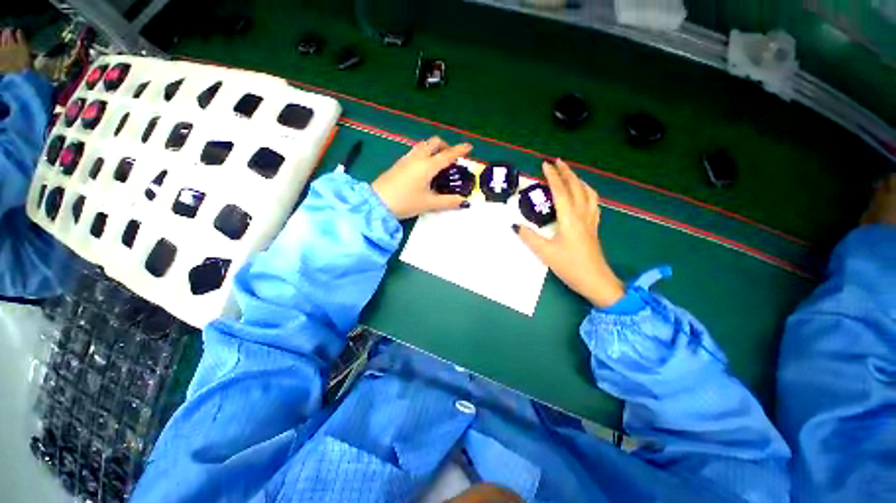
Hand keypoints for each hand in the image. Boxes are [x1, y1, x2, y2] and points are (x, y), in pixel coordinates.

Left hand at [371, 136, 472, 219]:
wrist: (377, 202)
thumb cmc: (406, 202)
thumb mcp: (429, 203)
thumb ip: (448, 202)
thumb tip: (464, 202)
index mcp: (427, 166)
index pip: (447, 155)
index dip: (460, 150)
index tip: (469, 146)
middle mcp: (417, 158)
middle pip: (434, 142)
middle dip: (445, 146)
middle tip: (451, 157)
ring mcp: (406, 159)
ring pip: (423, 146)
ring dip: (433, 148)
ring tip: (438, 162)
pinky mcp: (399, 163)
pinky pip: (415, 152)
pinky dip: (424, 153)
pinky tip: (424, 168)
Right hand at [515, 159, 624, 307]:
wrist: (595, 280)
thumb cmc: (570, 266)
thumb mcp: (545, 252)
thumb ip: (529, 237)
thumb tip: (515, 225)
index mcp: (570, 218)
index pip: (561, 191)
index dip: (552, 176)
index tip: (545, 164)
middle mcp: (582, 215)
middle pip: (576, 187)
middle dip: (567, 172)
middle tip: (558, 162)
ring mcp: (591, 220)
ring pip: (588, 193)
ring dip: (578, 180)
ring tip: (570, 174)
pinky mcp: (594, 227)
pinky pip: (592, 203)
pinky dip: (587, 193)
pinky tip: (583, 195)